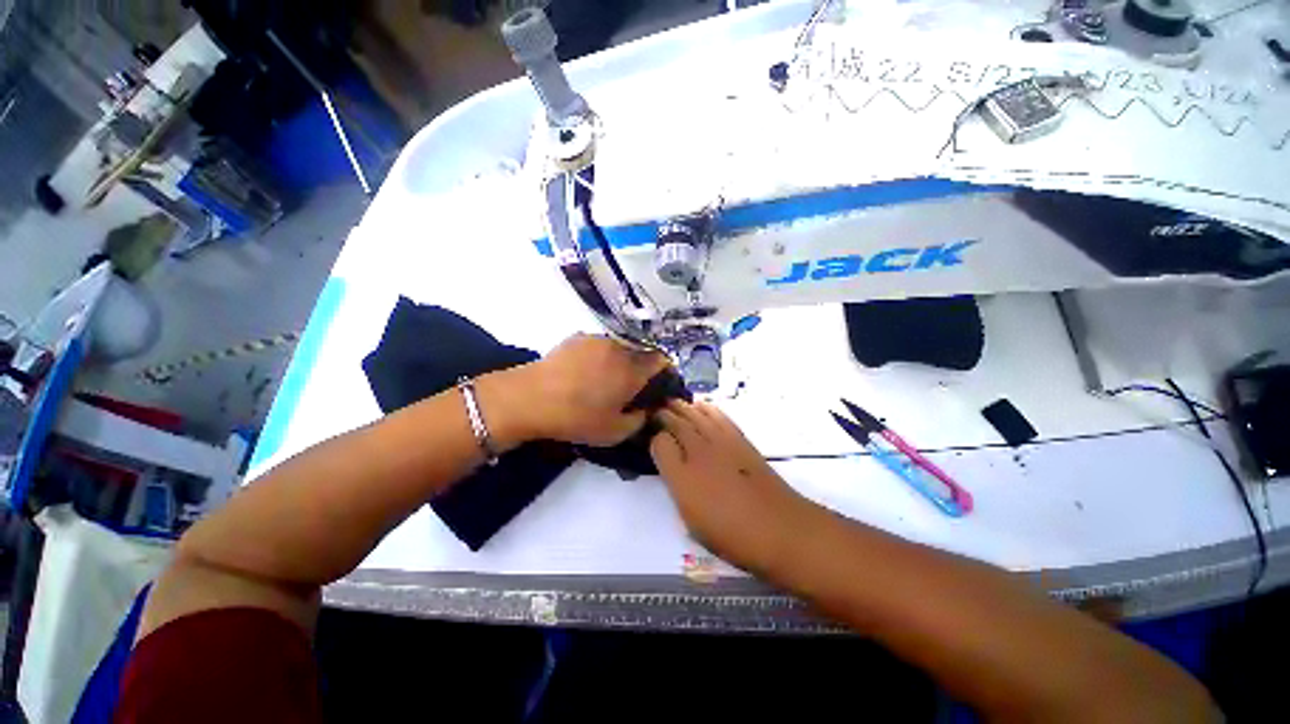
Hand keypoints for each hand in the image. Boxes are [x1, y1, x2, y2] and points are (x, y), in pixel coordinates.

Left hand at [487, 335, 669, 446]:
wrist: (531, 398)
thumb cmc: (577, 417)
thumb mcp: (615, 432)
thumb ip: (640, 420)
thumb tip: (648, 410)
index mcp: (633, 369)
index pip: (661, 360)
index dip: (664, 371)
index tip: (659, 384)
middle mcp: (619, 348)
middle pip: (640, 353)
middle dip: (641, 368)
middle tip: (629, 386)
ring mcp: (597, 339)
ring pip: (619, 347)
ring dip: (619, 360)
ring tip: (604, 378)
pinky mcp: (577, 337)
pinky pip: (598, 345)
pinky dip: (599, 355)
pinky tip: (585, 371)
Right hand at [650, 401, 811, 572]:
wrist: (779, 527)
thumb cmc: (732, 534)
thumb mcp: (693, 522)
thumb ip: (677, 489)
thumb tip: (671, 466)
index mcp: (682, 477)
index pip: (660, 444)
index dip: (654, 439)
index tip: (652, 440)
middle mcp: (698, 453)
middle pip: (675, 423)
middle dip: (663, 415)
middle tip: (656, 411)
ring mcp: (720, 442)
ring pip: (695, 415)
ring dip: (682, 407)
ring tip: (673, 403)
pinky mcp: (739, 439)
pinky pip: (718, 415)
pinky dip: (707, 407)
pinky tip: (701, 405)